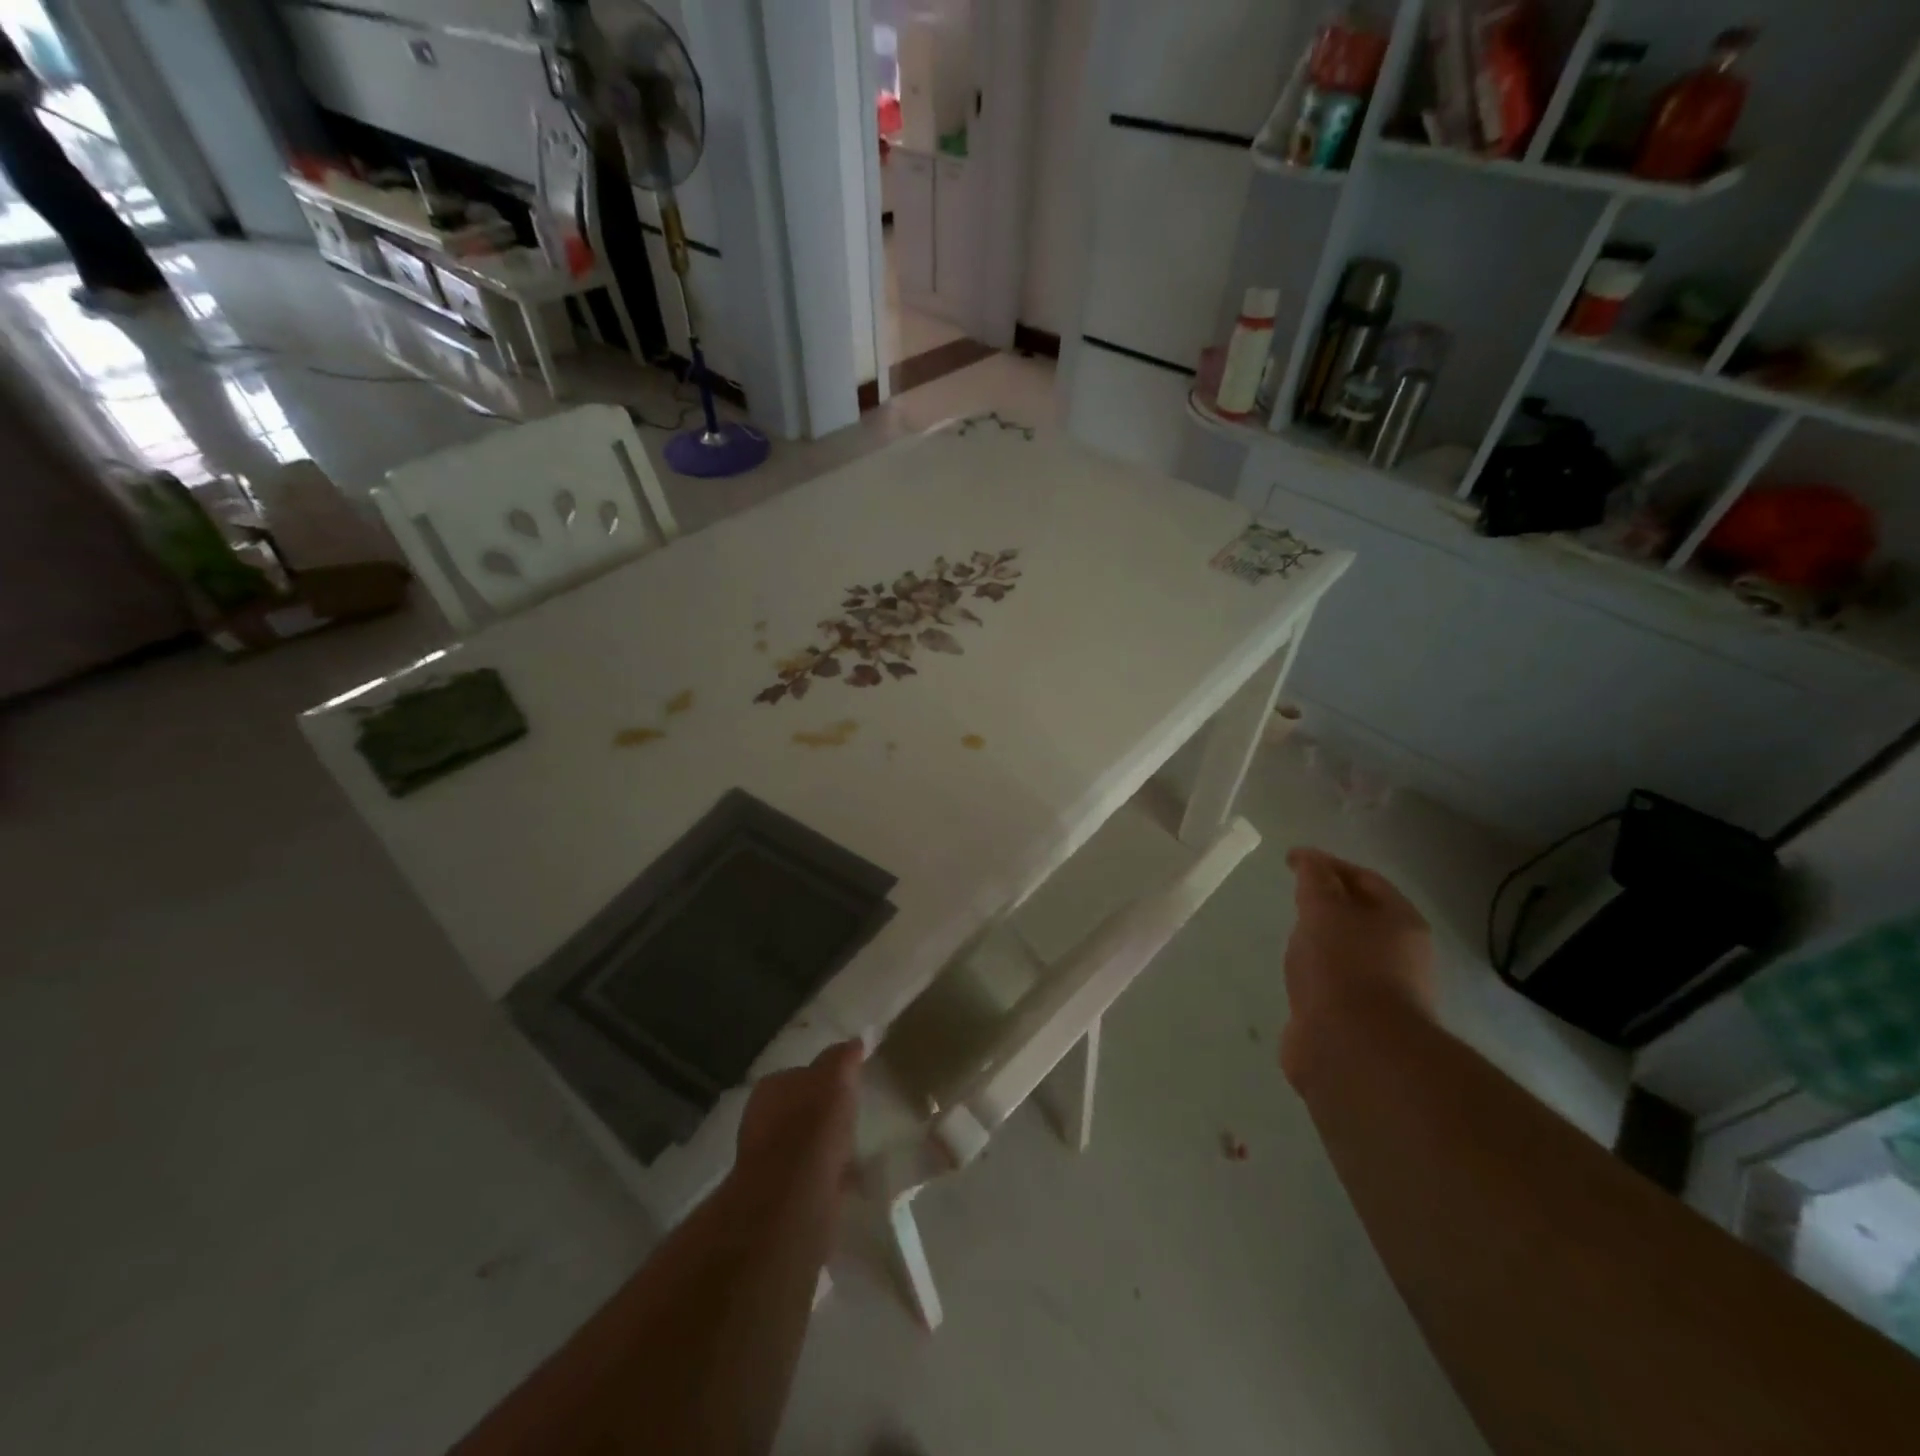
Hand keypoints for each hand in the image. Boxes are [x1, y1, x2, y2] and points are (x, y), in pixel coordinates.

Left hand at [729, 1039, 864, 1221]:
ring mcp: (767, 1161)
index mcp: (771, 1088)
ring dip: (825, 1149)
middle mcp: (762, 1121)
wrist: (792, 1198)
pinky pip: (812, 1178)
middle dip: (821, 1116)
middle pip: (799, 1111)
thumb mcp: (835, 1076)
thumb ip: (843, 1057)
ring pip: (804, 1146)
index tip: (846, 1088)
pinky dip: (828, 1178)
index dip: (823, 1080)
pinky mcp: (780, 1197)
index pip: (799, 1075)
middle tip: (852, 1120)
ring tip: (856, 1152)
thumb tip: (856, 1040)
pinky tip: (849, 1181)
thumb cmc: (812, 1125)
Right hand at [1280, 848, 1434, 1087]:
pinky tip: (1295, 979)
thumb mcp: (1323, 909)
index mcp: (1401, 922)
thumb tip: (1308, 858)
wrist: (1354, 1049)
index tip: (1290, 860)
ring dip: (1321, 943)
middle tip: (1293, 898)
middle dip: (1328, 904)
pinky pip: (1333, 986)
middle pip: (1361, 916)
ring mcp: (1381, 992)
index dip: (1328, 864)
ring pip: (1347, 953)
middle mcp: (1399, 955)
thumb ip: (1313, 878)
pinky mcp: (1358, 1022)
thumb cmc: (1342, 966)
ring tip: (1290, 938)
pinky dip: (1315, 976)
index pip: (1365, 879)